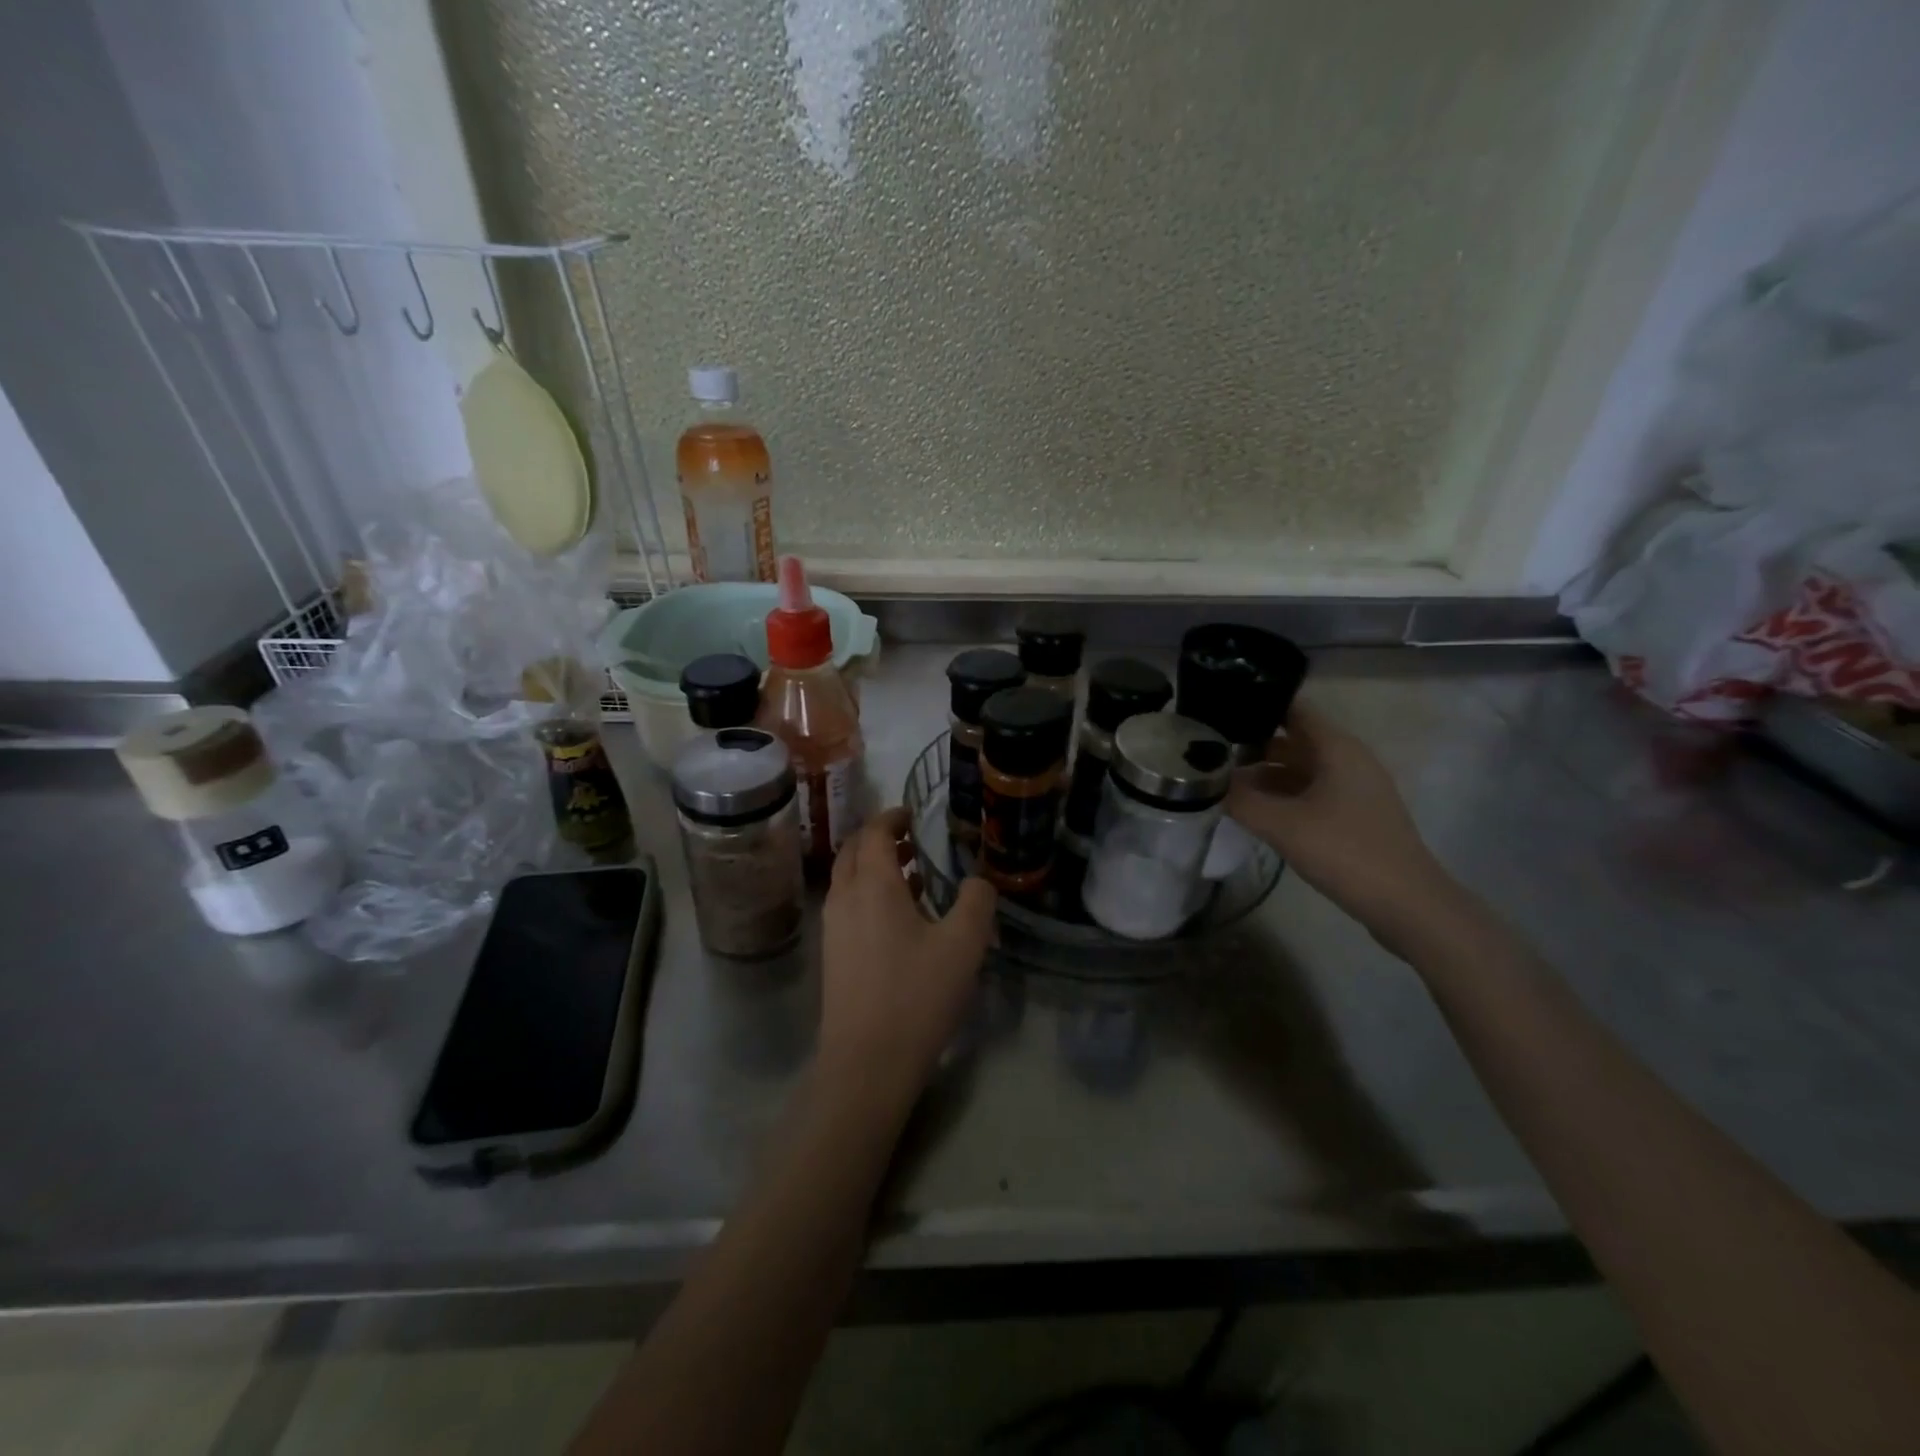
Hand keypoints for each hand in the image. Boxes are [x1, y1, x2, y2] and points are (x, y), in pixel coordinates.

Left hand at [817, 806, 997, 1114]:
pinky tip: (902, 917)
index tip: (912, 814)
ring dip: (876, 867)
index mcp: (871, 885)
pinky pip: (849, 905)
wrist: (866, 1063)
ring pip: (849, 879)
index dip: (892, 817)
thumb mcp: (963, 945)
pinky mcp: (833, 954)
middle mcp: (844, 897)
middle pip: (854, 851)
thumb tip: (977, 881)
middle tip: (912, 839)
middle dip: (880, 838)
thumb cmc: (916, 995)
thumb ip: (976, 902)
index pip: (874, 832)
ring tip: (914, 873)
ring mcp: (833, 928)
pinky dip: (870, 893)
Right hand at [1225, 699, 1456, 939]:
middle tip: (1208, 752)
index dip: (1257, 706)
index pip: (1293, 709)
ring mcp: (1354, 788)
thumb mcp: (1282, 826)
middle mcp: (1348, 759)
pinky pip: (1310, 792)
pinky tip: (1254, 811)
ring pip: (1300, 768)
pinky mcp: (1354, 814)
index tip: (1218, 712)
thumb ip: (1241, 800)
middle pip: (1293, 739)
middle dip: (1252, 744)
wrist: (1407, 904)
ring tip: (1222, 782)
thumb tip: (1209, 783)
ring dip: (1264, 774)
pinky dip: (1281, 795)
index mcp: (1337, 748)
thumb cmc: (1345, 852)